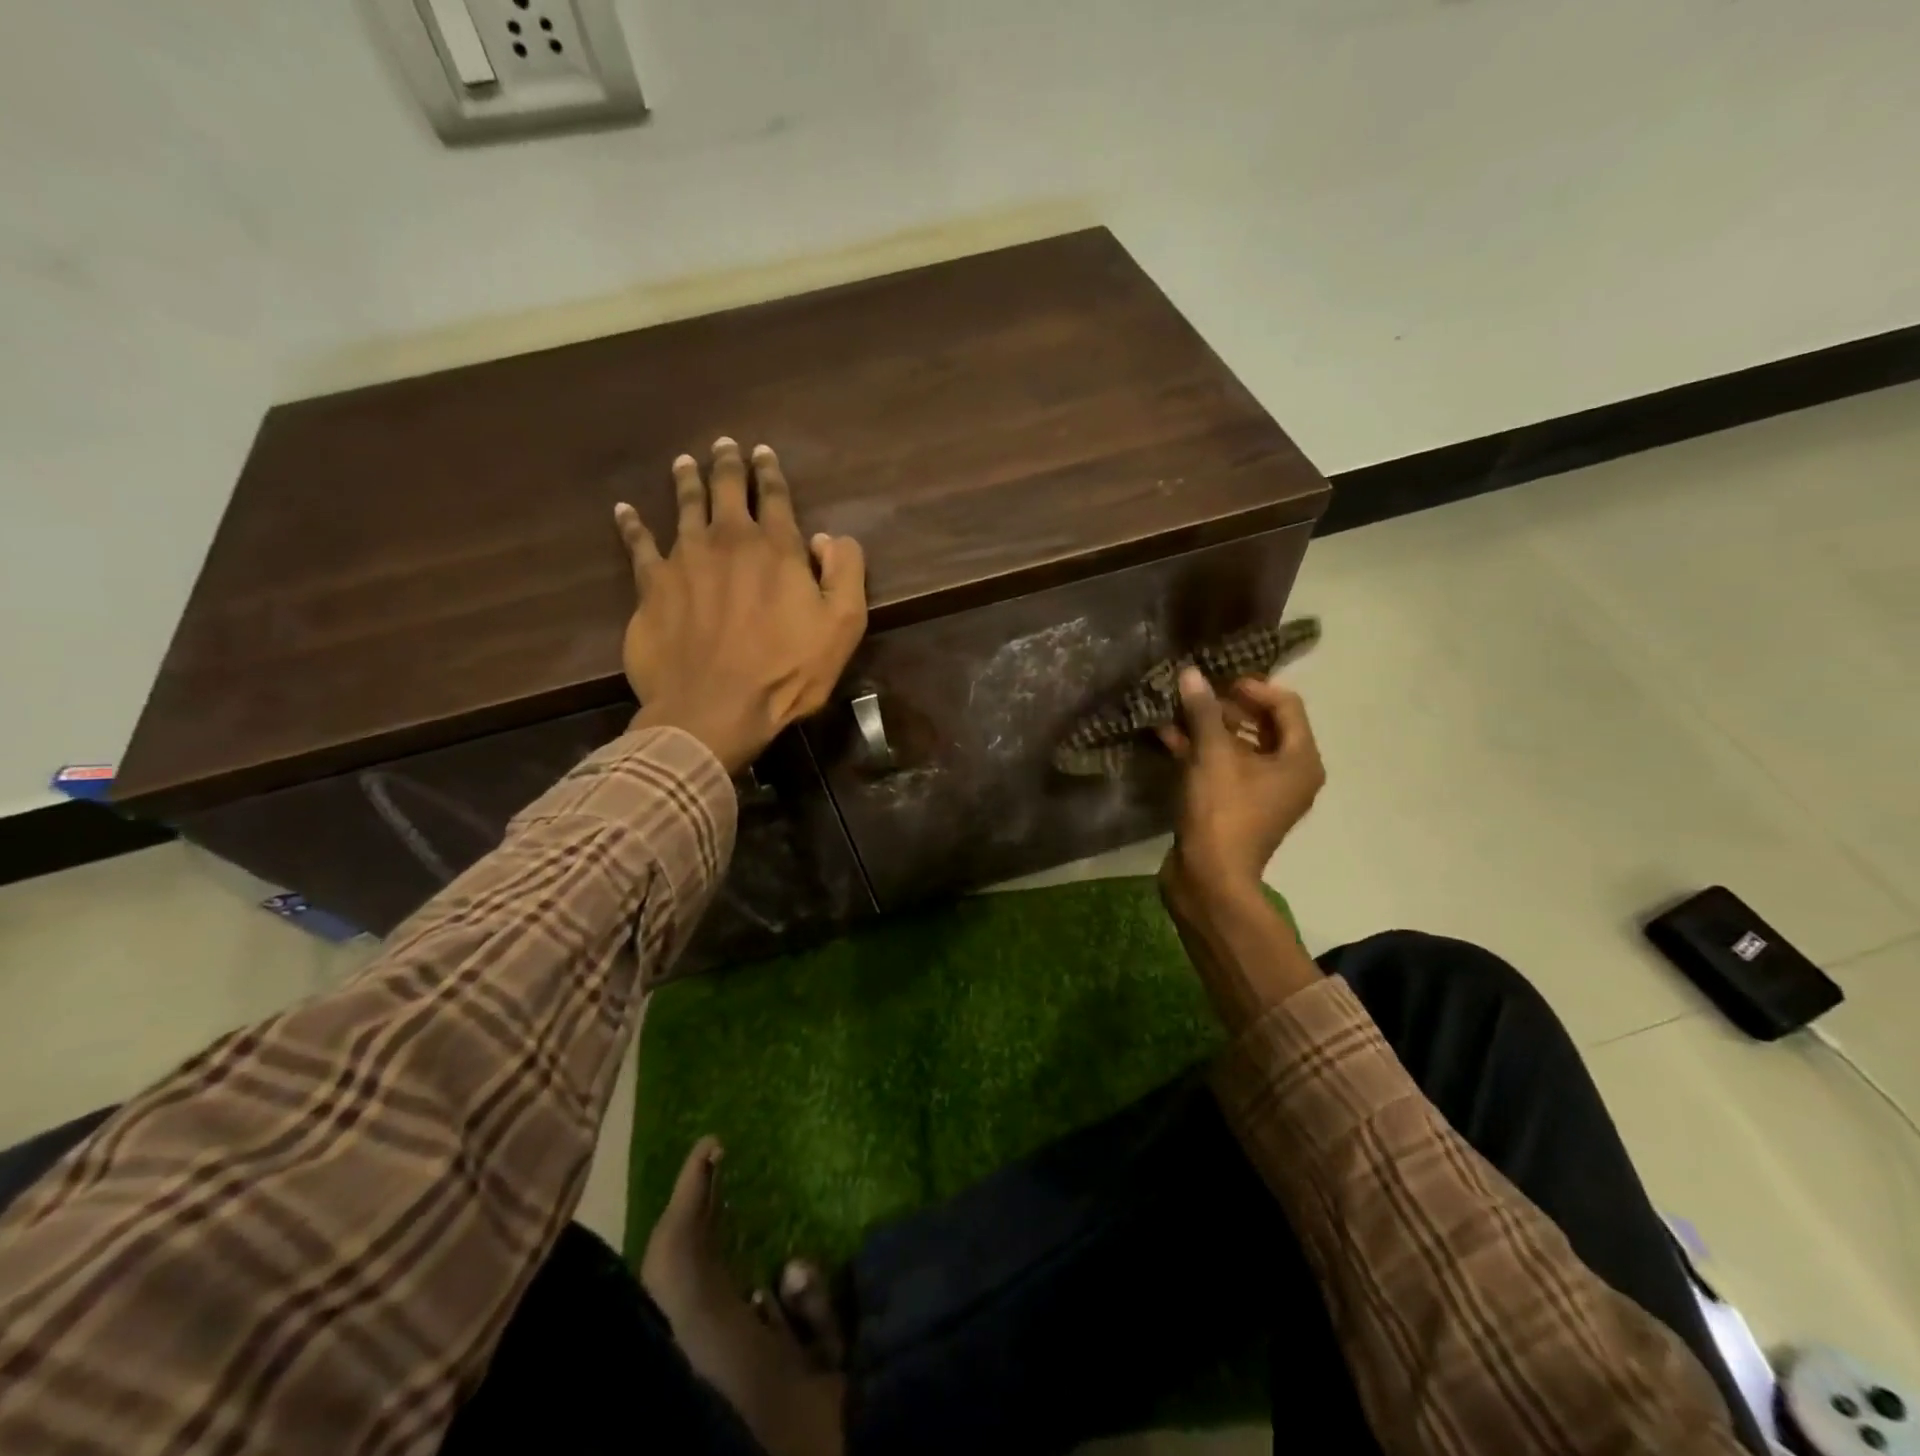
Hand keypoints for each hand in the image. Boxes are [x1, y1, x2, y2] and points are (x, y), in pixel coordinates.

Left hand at [615, 438, 867, 773]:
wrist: (713, 708)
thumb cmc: (786, 671)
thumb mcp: (843, 625)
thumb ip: (845, 572)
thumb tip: (830, 538)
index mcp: (776, 548)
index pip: (774, 497)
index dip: (770, 472)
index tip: (764, 453)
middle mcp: (728, 541)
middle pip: (726, 490)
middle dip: (727, 464)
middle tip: (724, 445)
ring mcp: (684, 560)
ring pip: (684, 507)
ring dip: (686, 481)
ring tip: (685, 462)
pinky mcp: (651, 586)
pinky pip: (638, 545)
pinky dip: (632, 525)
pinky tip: (624, 510)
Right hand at [1158, 668, 1324, 900]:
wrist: (1209, 877)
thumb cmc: (1222, 811)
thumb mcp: (1212, 755)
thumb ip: (1203, 712)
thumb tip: (1191, 674)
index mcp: (1300, 760)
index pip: (1286, 705)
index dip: (1253, 687)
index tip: (1217, 679)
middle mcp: (1289, 774)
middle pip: (1262, 725)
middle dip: (1226, 706)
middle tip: (1194, 691)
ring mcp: (1262, 793)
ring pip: (1238, 747)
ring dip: (1208, 728)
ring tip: (1175, 708)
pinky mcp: (1235, 806)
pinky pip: (1223, 768)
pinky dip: (1200, 752)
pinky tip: (1167, 736)